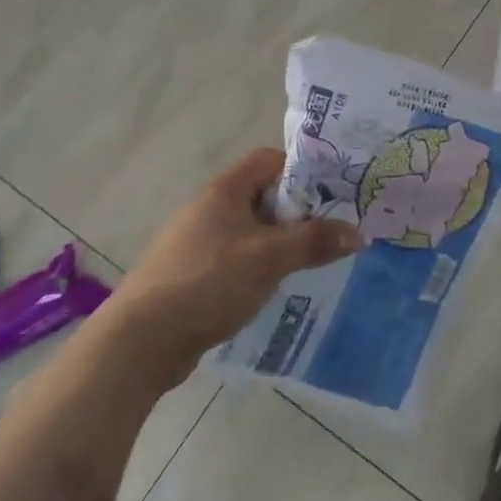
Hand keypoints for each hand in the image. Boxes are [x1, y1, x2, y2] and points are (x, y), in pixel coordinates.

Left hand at [107, 148, 361, 378]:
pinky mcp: (194, 274)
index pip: (268, 160)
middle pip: (263, 196)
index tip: (331, 193)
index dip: (301, 170)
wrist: (142, 339)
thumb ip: (314, 242)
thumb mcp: (269, 258)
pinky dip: (259, 266)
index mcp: (224, 191)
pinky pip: (237, 258)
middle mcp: (210, 209)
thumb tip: (358, 233)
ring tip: (311, 262)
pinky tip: (275, 288)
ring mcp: (199, 242)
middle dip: (297, 212)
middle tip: (330, 232)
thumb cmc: (208, 283)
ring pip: (251, 230)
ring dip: (279, 243)